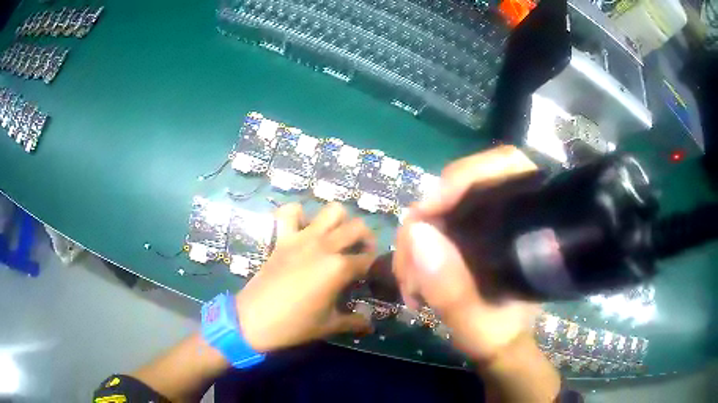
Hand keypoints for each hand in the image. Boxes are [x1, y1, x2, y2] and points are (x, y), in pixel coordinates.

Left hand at [236, 202, 375, 352]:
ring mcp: (302, 238)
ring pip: (332, 211)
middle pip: (358, 227)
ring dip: (340, 222)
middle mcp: (325, 246)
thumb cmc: (294, 325)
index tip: (370, 277)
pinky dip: (299, 215)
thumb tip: (370, 325)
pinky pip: (291, 212)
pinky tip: (303, 229)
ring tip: (336, 239)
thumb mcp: (329, 326)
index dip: (373, 268)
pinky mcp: (283, 238)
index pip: (368, 259)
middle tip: (360, 255)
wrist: (253, 320)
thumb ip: (354, 322)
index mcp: (339, 268)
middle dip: (366, 239)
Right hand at [394, 145, 539, 361]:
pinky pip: (437, 220)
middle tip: (407, 262)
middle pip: (464, 183)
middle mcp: (514, 212)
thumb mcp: (477, 323)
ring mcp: (490, 219)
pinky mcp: (471, 229)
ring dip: (417, 236)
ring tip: (407, 279)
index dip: (465, 177)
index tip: (425, 211)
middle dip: (426, 218)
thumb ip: (452, 289)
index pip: (508, 166)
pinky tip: (412, 270)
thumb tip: (418, 234)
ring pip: (444, 202)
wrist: (500, 343)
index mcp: (532, 227)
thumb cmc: (500, 334)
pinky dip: (418, 242)